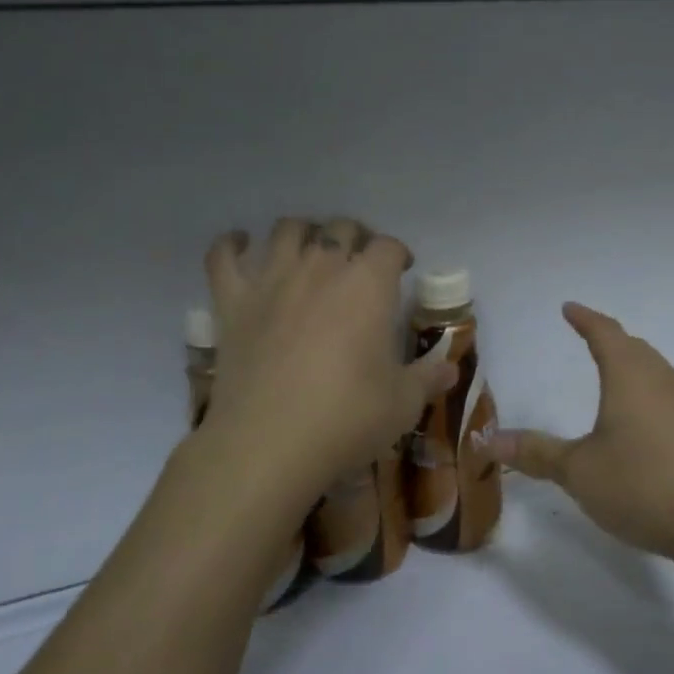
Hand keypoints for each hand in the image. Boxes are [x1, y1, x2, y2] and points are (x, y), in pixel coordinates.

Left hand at [202, 217, 455, 500]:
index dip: (398, 252)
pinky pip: (223, 257)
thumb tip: (450, 370)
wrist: (268, 444)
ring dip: (303, 232)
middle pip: (340, 229)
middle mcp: (321, 268)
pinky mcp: (232, 303)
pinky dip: (231, 244)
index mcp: (368, 286)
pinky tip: (240, 244)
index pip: (388, 247)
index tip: (402, 267)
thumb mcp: (403, 404)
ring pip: (286, 230)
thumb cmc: (347, 419)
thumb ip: (428, 379)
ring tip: (309, 247)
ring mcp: (272, 281)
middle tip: (360, 259)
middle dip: (355, 236)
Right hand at [492, 303, 673, 560]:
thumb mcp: (579, 471)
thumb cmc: (642, 486)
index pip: (605, 333)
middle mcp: (664, 379)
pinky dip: (651, 396)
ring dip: (633, 368)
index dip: (585, 319)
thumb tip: (489, 440)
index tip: (569, 308)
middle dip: (610, 341)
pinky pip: (671, 397)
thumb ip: (536, 452)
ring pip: (656, 372)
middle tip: (589, 339)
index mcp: (630, 376)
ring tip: (615, 379)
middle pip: (634, 348)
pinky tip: (645, 424)